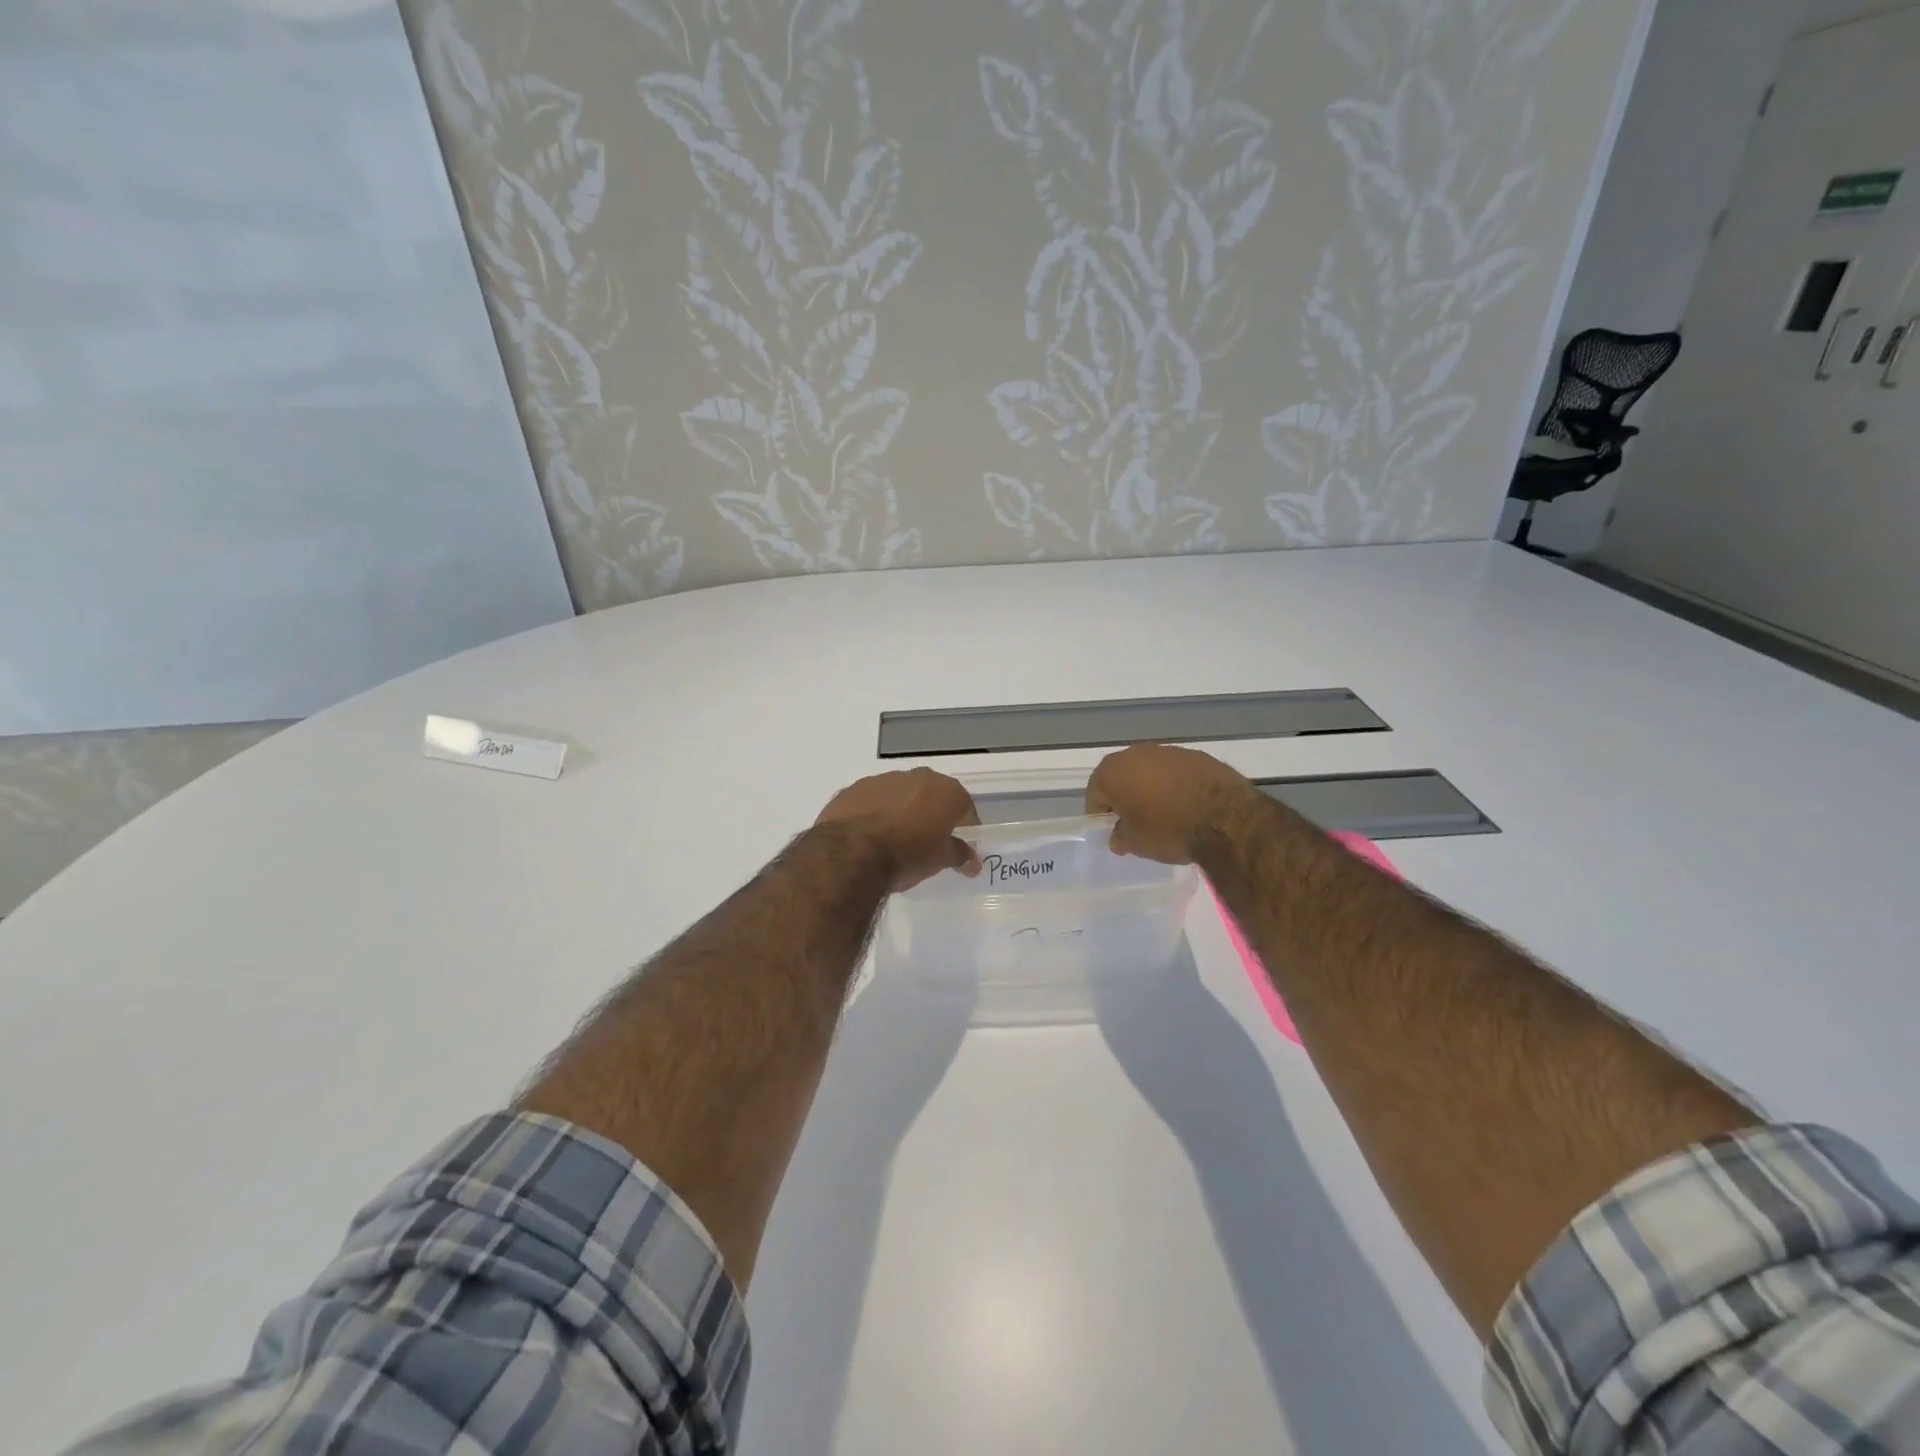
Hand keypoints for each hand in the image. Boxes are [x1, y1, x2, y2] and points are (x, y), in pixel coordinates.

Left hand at [815, 768, 981, 890]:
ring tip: (894, 841)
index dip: (965, 828)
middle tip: (928, 842)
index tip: (961, 847)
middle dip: (932, 815)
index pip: (965, 807)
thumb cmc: (907, 855)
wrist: (851, 853)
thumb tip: (973, 861)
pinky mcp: (853, 789)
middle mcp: (916, 776)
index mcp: (945, 790)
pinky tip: (868, 837)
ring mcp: (882, 780)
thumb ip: (959, 855)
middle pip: (932, 795)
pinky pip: (872, 801)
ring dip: (902, 811)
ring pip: (900, 795)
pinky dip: (875, 813)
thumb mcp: (939, 860)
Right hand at [1086, 744, 1262, 862]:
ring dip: (1150, 788)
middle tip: (1134, 821)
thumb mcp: (1136, 843)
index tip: (1111, 830)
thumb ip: (1120, 836)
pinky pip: (1176, 772)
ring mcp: (1168, 751)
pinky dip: (1176, 785)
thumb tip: (1118, 836)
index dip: (1100, 813)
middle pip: (1121, 776)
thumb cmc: (1168, 829)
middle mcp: (1136, 753)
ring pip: (1150, 771)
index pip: (1095, 793)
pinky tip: (1187, 805)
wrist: (1225, 819)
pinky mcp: (1197, 755)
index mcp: (1113, 771)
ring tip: (1163, 813)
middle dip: (1124, 796)